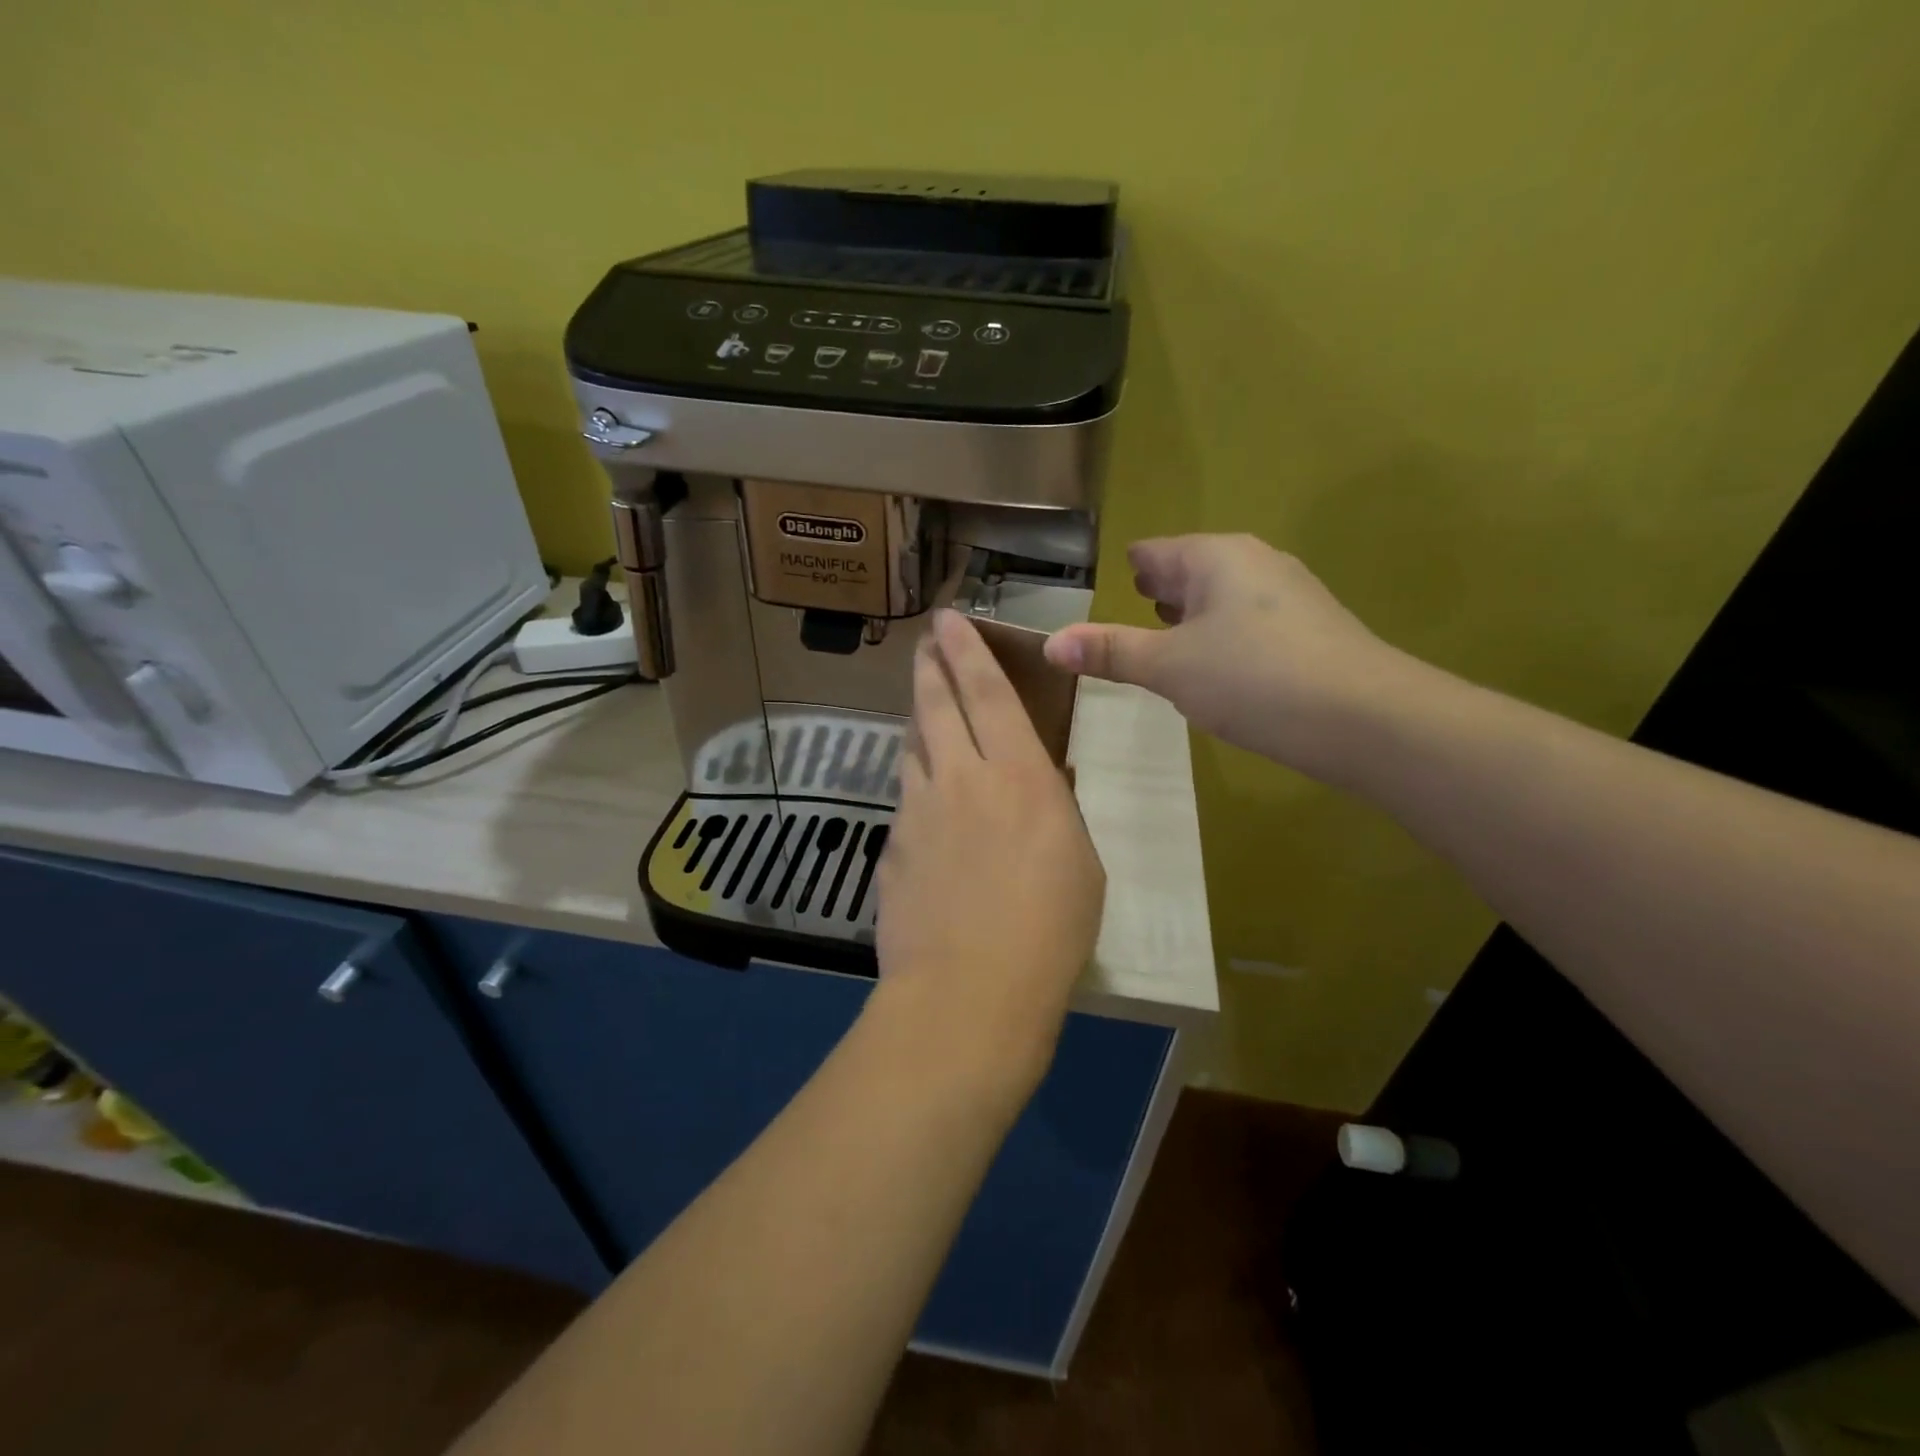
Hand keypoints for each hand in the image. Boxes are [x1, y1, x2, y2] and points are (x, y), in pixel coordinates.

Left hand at [873, 610, 1105, 1096]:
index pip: (987, 692)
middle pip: (935, 705)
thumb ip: (1056, 812)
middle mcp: (961, 778)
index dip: (967, 650)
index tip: (949, 619)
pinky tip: (925, 811)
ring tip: (923, 714)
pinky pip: (905, 802)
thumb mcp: (1079, 863)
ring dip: (918, 723)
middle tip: (924, 642)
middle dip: (929, 665)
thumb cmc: (1049, 931)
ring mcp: (917, 811)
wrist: (968, 992)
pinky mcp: (891, 847)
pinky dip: (916, 790)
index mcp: (1019, 775)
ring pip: (912, 748)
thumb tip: (1043, 784)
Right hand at [1043, 534, 1411, 783]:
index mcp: (1214, 557)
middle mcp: (1254, 563)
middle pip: (1192, 570)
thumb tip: (1050, 642)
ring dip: (1194, 616)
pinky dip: (1224, 637)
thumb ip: (1110, 651)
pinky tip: (1218, 669)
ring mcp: (1290, 595)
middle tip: (1132, 609)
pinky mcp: (1312, 630)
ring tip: (1167, 639)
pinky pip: (1250, 624)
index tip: (1112, 584)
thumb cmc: (1253, 678)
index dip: (1131, 568)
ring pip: (1223, 598)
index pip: (1156, 552)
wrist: (1365, 718)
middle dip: (1161, 590)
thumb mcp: (1169, 667)